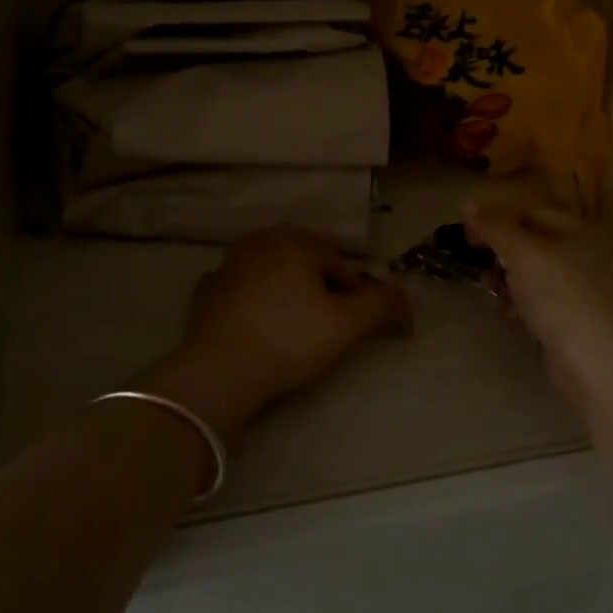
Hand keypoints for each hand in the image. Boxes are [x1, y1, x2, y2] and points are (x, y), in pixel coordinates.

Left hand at [142, 228, 410, 441]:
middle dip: (320, 285)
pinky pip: (239, 290)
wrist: (219, 369)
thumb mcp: (347, 325)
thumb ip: (382, 306)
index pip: (340, 263)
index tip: (358, 324)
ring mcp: (228, 265)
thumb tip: (407, 296)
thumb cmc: (289, 339)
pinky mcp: (206, 292)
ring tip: (293, 325)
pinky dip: (251, 301)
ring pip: (270, 272)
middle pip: (304, 261)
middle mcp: (261, 243)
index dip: (356, 293)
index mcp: (296, 243)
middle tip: (328, 323)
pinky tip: (255, 324)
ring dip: (285, 289)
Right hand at [463, 198, 612, 412]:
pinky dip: (522, 305)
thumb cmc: (562, 297)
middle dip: (500, 254)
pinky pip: (541, 302)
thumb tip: (469, 203)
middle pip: (531, 243)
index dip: (496, 218)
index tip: (466, 235)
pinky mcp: (576, 320)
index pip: (530, 212)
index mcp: (580, 230)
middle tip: (481, 268)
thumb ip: (495, 226)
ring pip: (533, 275)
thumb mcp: (524, 253)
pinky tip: (512, 318)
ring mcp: (583, 290)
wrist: (600, 363)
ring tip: (495, 295)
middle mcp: (585, 254)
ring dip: (508, 281)